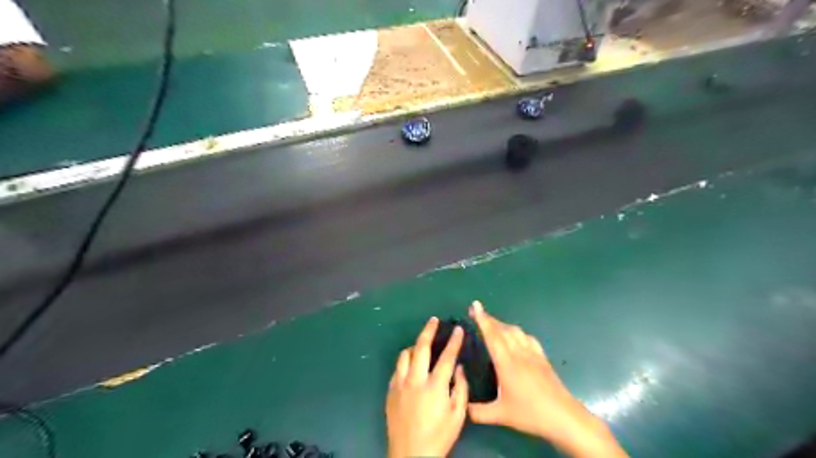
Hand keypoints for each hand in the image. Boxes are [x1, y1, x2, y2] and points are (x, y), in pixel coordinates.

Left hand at [386, 316, 468, 457]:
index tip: (457, 329)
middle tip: (434, 320)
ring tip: (421, 344)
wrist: (410, 455)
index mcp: (435, 386)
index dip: (453, 341)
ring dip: (414, 346)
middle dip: (428, 330)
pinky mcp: (390, 390)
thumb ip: (461, 388)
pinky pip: (397, 368)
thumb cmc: (439, 436)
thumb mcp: (458, 415)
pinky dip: (405, 361)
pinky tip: (411, 365)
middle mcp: (415, 380)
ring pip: (405, 355)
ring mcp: (400, 384)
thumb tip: (458, 367)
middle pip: (421, 347)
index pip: (446, 357)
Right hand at [465, 302, 625, 455]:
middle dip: (488, 318)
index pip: (492, 336)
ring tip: (492, 323)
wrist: (563, 416)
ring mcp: (532, 354)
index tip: (475, 305)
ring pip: (515, 331)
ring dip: (502, 324)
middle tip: (476, 311)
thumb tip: (461, 407)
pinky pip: (528, 338)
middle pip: (502, 329)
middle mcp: (518, 353)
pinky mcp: (542, 358)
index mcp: (506, 363)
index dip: (482, 319)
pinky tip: (517, 336)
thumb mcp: (500, 415)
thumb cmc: (530, 414)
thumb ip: (477, 412)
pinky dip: (518, 332)